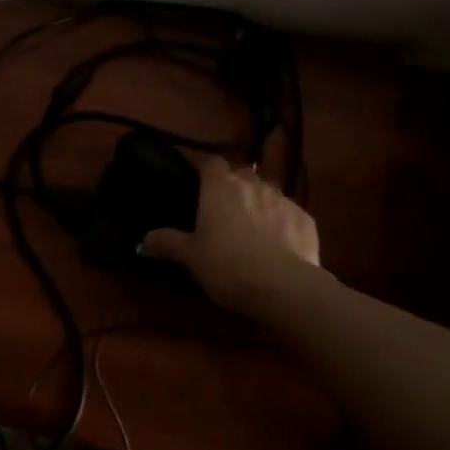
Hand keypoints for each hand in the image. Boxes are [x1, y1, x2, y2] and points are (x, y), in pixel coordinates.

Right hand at [141, 155, 328, 314]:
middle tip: (222, 204)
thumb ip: (167, 243)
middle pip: (240, 173)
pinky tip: (278, 242)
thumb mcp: (191, 257)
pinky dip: (282, 221)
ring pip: (267, 191)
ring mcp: (283, 200)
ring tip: (251, 223)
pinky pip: (289, 212)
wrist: (285, 288)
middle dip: (233, 183)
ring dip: (258, 200)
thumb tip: (142, 240)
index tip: (195, 176)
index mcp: (220, 187)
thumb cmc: (228, 265)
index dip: (203, 166)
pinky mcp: (306, 220)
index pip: (210, 162)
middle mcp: (252, 184)